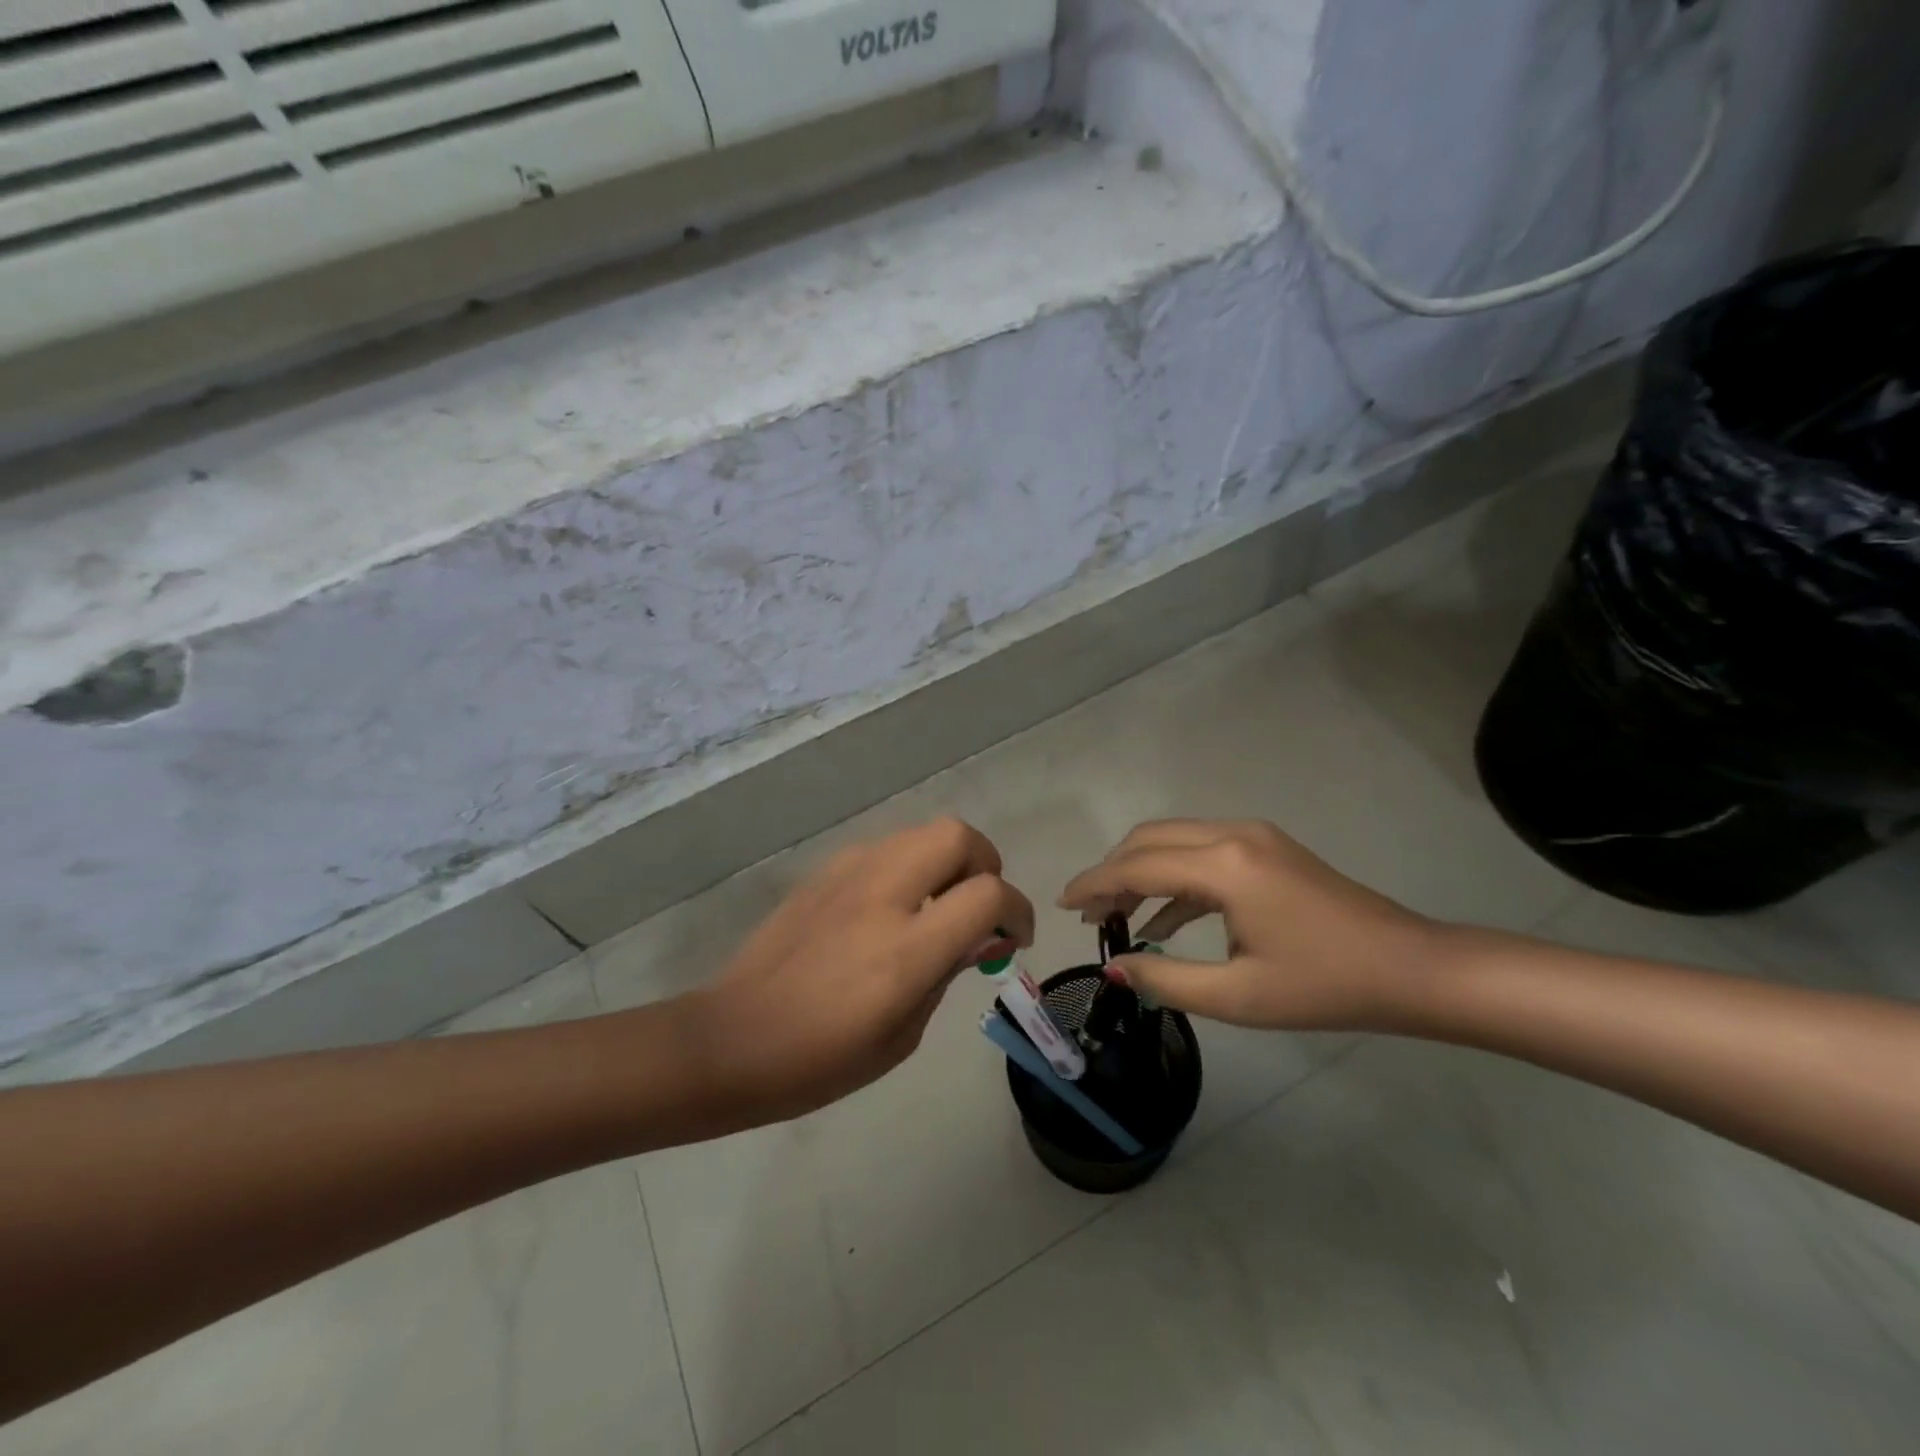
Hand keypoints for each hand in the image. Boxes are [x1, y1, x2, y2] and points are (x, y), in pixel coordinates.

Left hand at [680, 817, 1033, 1122]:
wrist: (732, 1038)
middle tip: (980, 906)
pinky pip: (884, 848)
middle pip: (957, 836)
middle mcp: (882, 894)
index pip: (988, 895)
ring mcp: (849, 874)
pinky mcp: (824, 871)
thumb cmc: (821, 1059)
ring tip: (936, 906)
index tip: (1014, 938)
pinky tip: (891, 908)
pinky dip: (907, 866)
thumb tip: (982, 939)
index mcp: (907, 948)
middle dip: (985, 863)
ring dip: (945, 861)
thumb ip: (947, 974)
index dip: (1018, 911)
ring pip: (920, 833)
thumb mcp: (902, 1036)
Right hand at [1058, 819, 1436, 1030]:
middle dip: (1112, 872)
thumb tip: (1114, 968)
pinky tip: (1162, 920)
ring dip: (1141, 872)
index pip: (1137, 865)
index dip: (1094, 884)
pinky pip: (1202, 853)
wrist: (1411, 969)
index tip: (1062, 904)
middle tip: (1089, 913)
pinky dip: (1174, 878)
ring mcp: (1254, 836)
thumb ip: (1166, 979)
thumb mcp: (1238, 996)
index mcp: (1224, 865)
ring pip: (1174, 841)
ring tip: (1116, 916)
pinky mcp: (1267, 848)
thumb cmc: (1324, 986)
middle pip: (1149, 839)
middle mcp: (1233, 834)